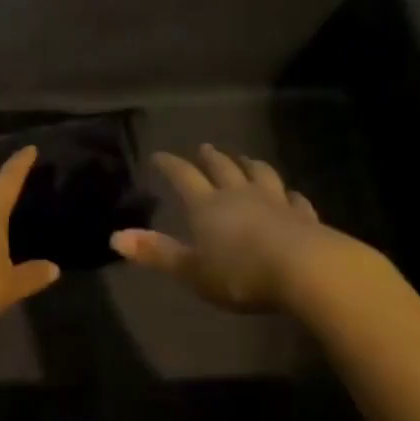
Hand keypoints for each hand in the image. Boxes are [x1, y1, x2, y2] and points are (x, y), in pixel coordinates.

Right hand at [111, 144, 374, 311]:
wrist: (304, 270)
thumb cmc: (241, 273)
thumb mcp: (192, 270)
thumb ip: (157, 253)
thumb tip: (115, 237)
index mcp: (208, 206)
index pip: (184, 177)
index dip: (170, 165)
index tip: (160, 155)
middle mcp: (239, 195)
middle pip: (222, 168)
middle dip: (210, 158)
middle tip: (205, 147)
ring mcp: (274, 202)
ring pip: (260, 175)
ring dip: (250, 165)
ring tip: (245, 159)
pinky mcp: (303, 216)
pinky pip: (295, 199)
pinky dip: (290, 195)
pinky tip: (292, 194)